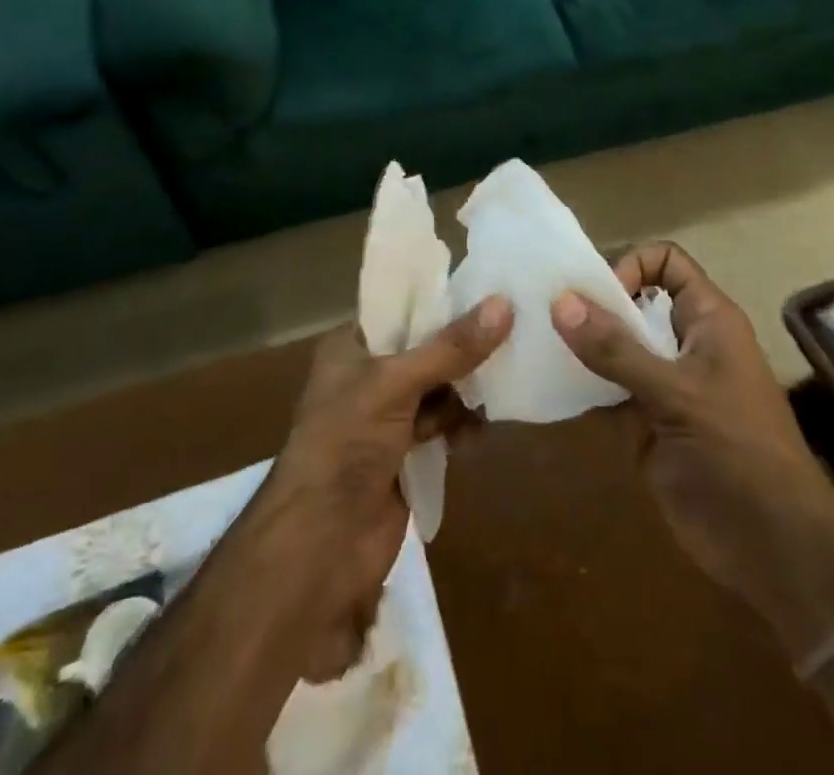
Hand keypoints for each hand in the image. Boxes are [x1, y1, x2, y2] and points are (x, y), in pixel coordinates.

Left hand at [268, 297, 512, 680]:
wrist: (321, 545)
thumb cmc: (346, 444)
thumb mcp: (396, 383)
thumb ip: (451, 348)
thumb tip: (505, 303)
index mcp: (350, 346)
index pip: (399, 308)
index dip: (439, 299)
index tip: (488, 287)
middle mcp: (366, 375)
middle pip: (424, 348)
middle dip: (462, 347)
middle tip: (512, 331)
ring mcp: (386, 417)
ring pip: (438, 388)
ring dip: (465, 390)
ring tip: (501, 384)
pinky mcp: (404, 454)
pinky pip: (442, 426)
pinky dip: (461, 427)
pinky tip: (481, 431)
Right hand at [550, 244, 833, 604]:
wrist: (773, 550)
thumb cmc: (738, 452)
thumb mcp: (677, 394)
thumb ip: (617, 350)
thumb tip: (560, 301)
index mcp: (707, 320)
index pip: (667, 263)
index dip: (632, 267)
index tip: (598, 296)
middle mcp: (683, 344)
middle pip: (633, 303)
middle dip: (592, 304)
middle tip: (542, 311)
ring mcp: (663, 386)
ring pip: (615, 348)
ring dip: (580, 345)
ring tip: (533, 340)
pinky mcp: (645, 425)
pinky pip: (606, 392)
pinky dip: (580, 387)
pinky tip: (546, 385)